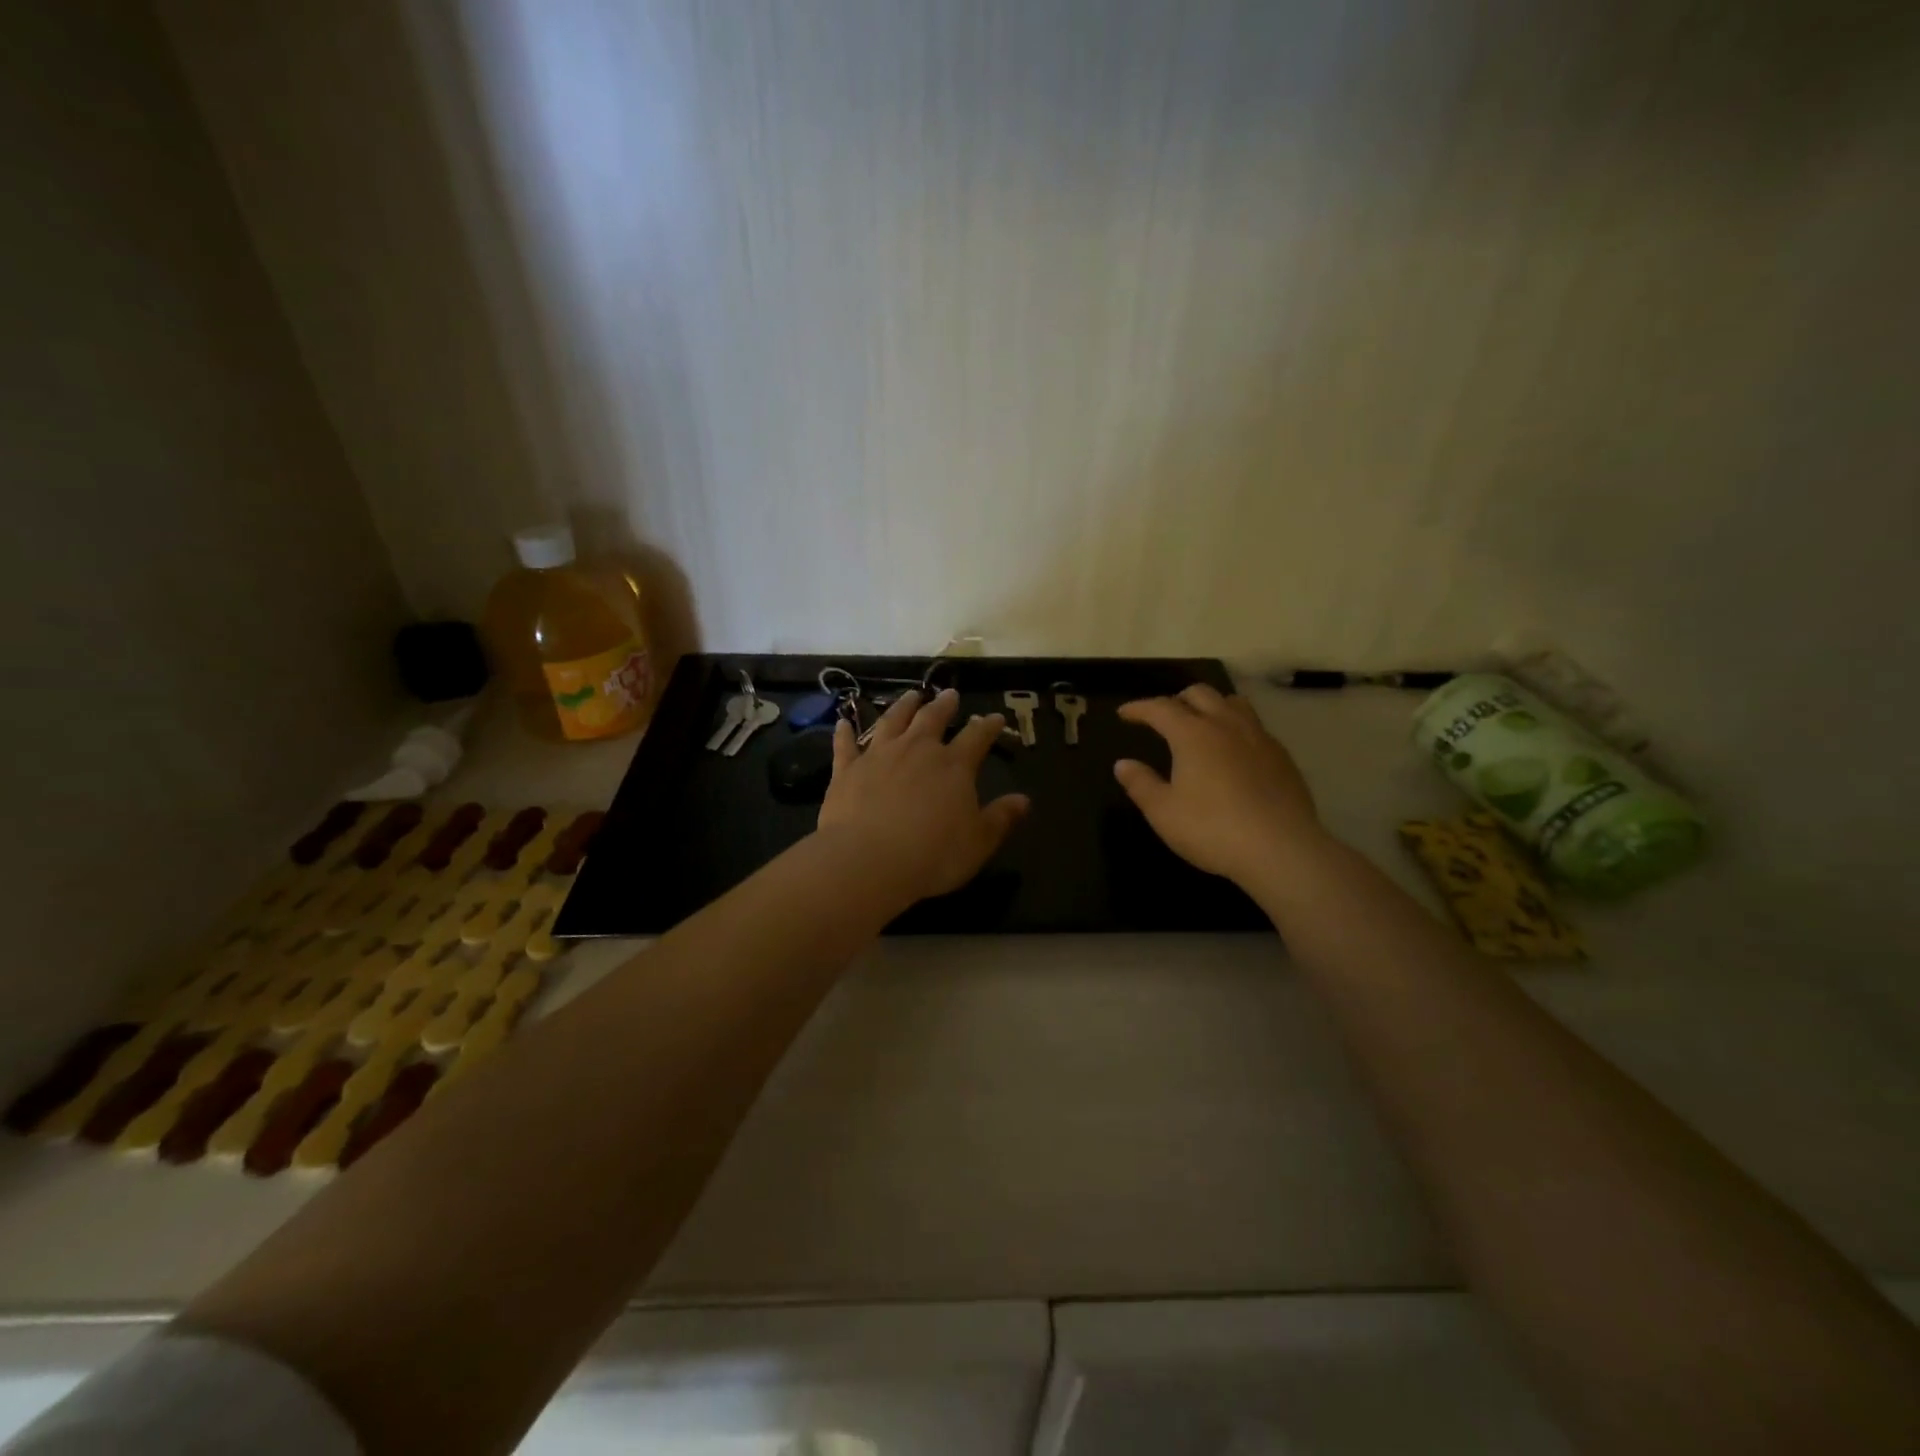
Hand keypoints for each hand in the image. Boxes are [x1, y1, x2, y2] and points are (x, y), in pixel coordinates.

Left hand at [817, 689, 1030, 902]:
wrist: (868, 861)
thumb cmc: (932, 855)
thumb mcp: (978, 842)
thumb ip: (1000, 818)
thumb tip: (1024, 800)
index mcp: (954, 766)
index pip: (977, 737)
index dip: (988, 726)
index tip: (995, 718)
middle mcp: (917, 750)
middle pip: (933, 719)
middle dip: (944, 705)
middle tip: (949, 694)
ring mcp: (879, 756)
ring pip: (892, 721)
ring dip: (903, 706)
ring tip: (911, 695)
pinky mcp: (847, 770)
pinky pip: (846, 745)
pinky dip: (845, 732)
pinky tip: (843, 722)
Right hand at [1113, 684, 1327, 887]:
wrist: (1281, 849)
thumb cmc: (1212, 829)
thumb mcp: (1163, 812)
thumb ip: (1140, 784)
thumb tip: (1123, 764)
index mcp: (1192, 734)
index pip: (1160, 708)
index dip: (1139, 708)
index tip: (1124, 713)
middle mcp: (1226, 725)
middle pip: (1200, 693)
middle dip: (1176, 699)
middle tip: (1162, 716)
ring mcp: (1259, 737)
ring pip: (1232, 703)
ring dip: (1211, 705)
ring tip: (1201, 723)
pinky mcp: (1282, 756)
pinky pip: (1254, 726)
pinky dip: (1235, 727)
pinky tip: (1234, 751)